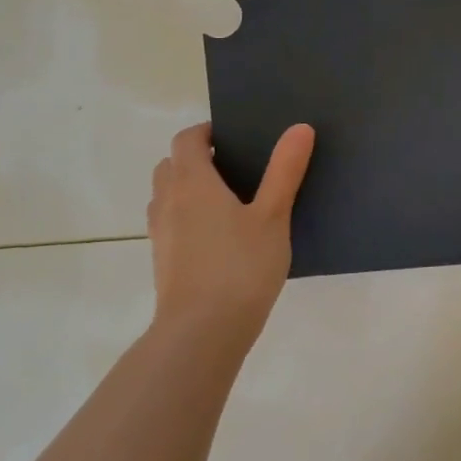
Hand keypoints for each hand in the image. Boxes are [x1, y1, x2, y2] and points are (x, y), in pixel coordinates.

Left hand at [147, 121, 314, 358]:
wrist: (202, 333)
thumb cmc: (240, 267)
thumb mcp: (272, 216)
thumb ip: (285, 171)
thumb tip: (300, 128)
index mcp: (193, 183)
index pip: (187, 140)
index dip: (206, 131)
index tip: (233, 136)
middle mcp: (168, 202)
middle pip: (170, 165)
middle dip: (195, 158)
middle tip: (233, 166)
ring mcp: (161, 234)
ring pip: (166, 195)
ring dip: (187, 188)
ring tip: (227, 200)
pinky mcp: (162, 262)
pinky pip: (169, 223)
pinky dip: (186, 216)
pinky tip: (219, 237)